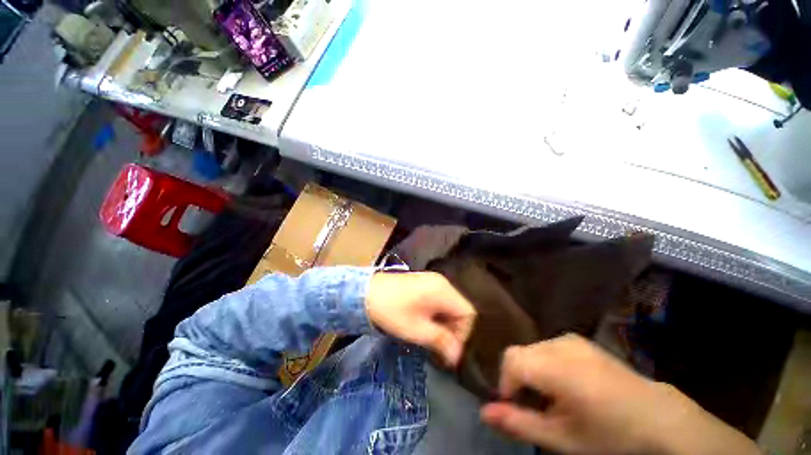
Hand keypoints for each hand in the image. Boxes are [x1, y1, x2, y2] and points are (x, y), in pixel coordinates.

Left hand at [366, 272, 475, 366]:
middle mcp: (442, 283)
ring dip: (445, 324)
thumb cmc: (391, 311)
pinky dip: (437, 316)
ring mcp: (433, 282)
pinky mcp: (424, 284)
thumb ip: (441, 341)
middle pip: (460, 309)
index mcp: (443, 290)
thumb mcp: (416, 329)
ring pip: (450, 307)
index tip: (452, 351)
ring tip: (433, 340)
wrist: (366, 293)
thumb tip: (458, 356)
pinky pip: (440, 302)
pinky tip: (427, 326)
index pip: (468, 313)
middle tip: (442, 349)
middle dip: (454, 331)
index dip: (465, 334)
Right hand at [480, 334, 759, 454]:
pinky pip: (546, 347)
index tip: (516, 406)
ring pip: (531, 350)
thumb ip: (520, 424)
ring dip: (531, 371)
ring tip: (551, 397)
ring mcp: (571, 340)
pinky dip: (544, 364)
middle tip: (535, 406)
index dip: (506, 383)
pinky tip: (564, 383)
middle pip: (519, 353)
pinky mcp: (579, 341)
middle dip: (518, 379)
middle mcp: (560, 345)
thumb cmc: (611, 435)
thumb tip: (483, 412)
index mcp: (558, 367)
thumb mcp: (563, 438)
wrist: (658, 417)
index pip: (510, 360)